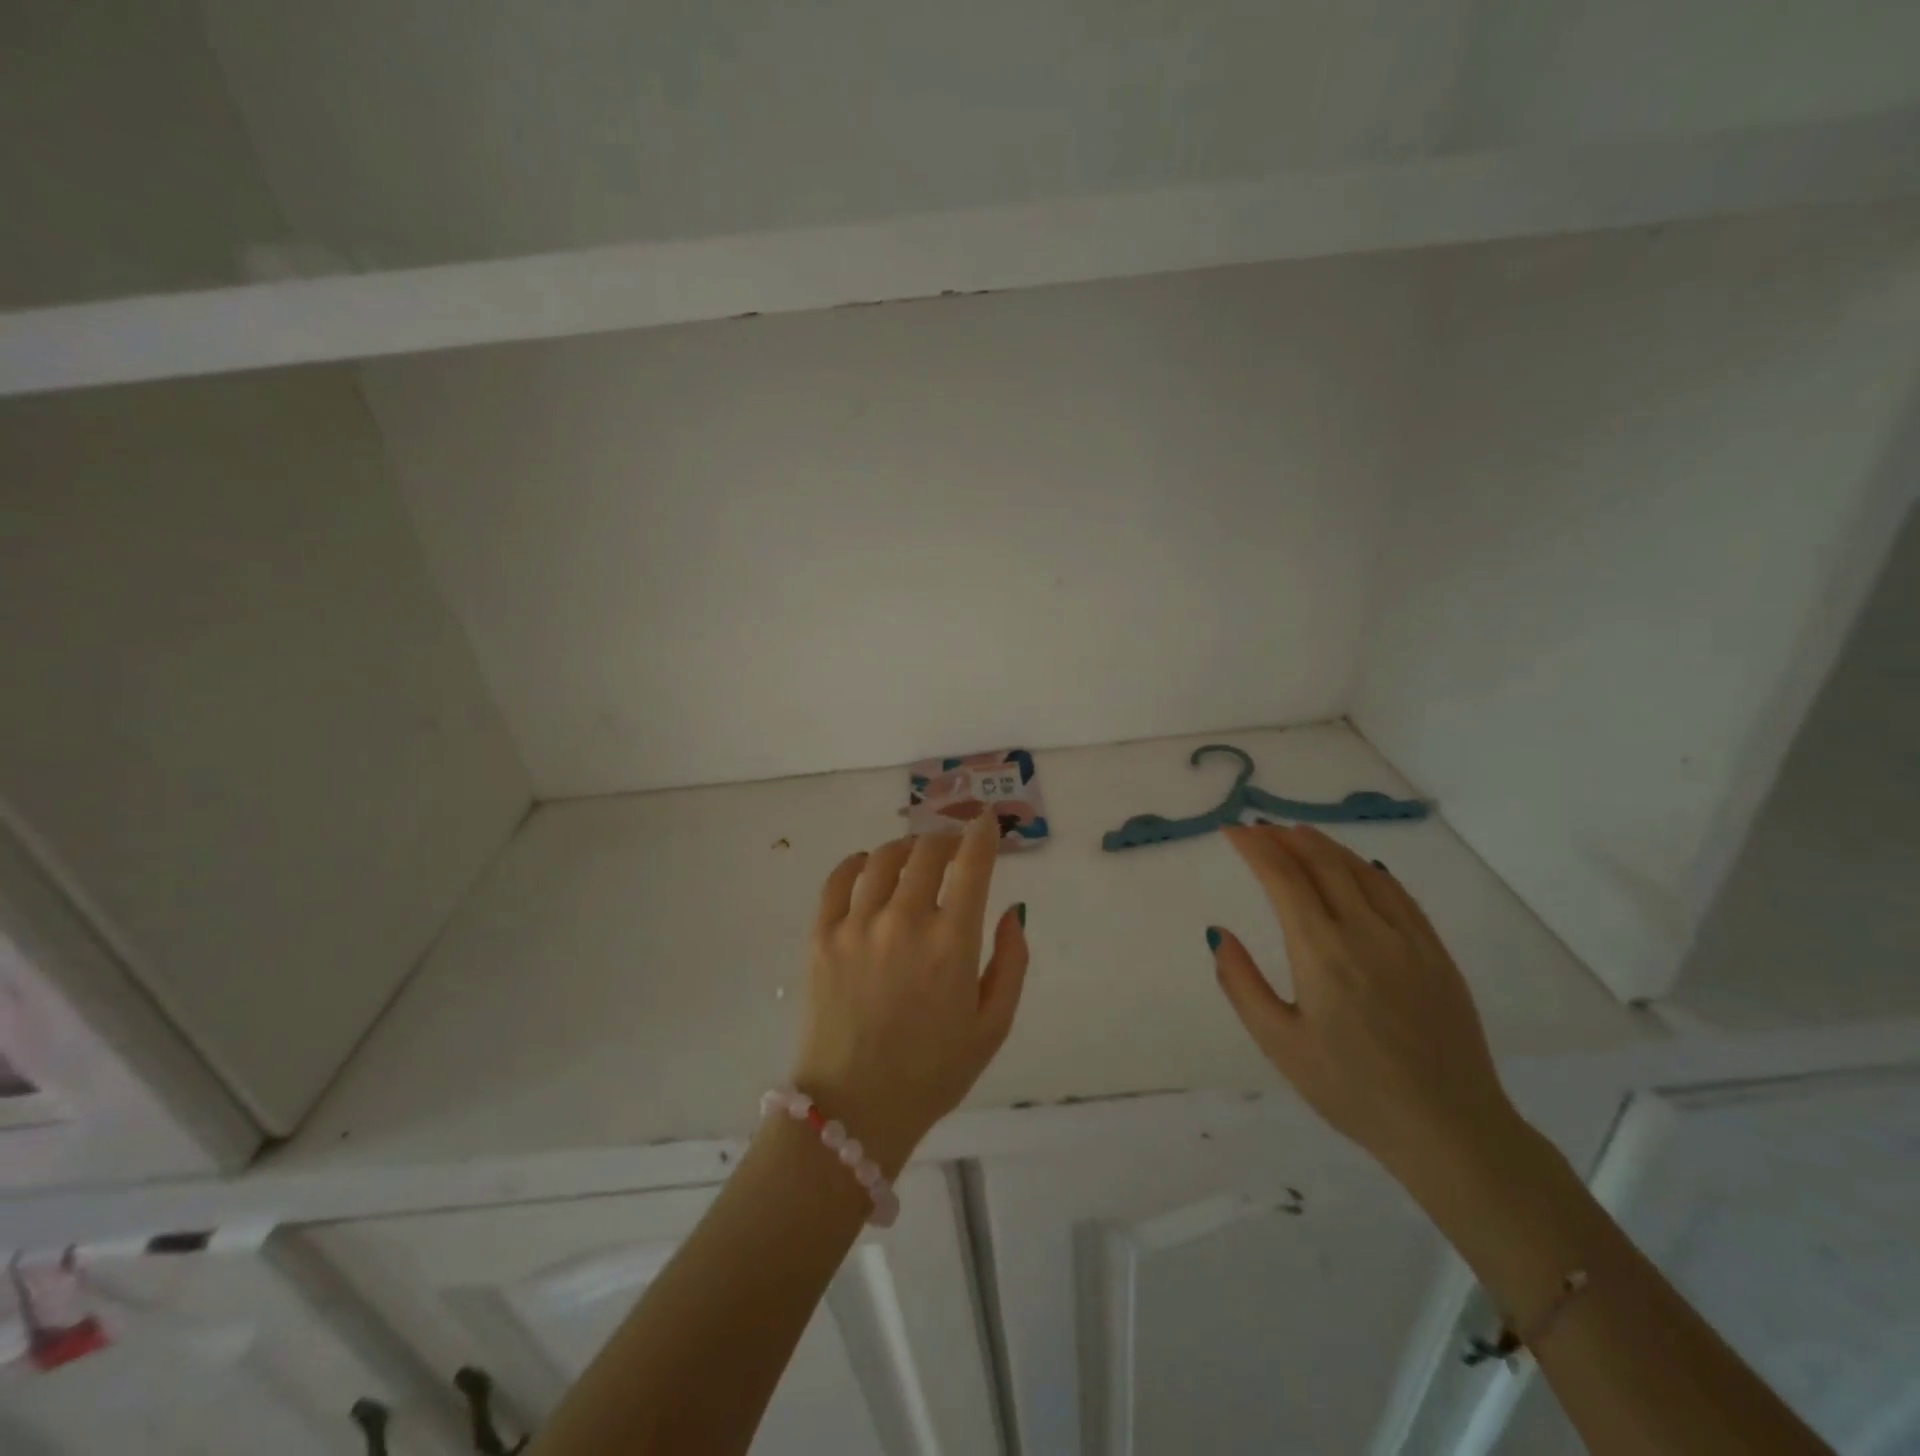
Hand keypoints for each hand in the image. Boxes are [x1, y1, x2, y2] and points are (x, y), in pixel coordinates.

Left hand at [792, 811, 1029, 1175]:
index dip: (982, 834)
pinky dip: (858, 862)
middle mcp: (904, 920)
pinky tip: (869, 867)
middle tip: (953, 847)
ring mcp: (857, 925)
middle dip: (947, 839)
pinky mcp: (821, 936)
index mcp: (951, 943)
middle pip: (927, 851)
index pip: (971, 864)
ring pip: (884, 857)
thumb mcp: (993, 1026)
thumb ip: (1011, 961)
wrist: (854, 1109)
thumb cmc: (933, 1072)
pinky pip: (839, 878)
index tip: (986, 822)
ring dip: (907, 847)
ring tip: (915, 856)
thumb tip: (1013, 909)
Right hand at [1208, 824, 1517, 1182]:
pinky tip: (1358, 866)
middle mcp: (1366, 932)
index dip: (1256, 848)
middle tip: (1259, 828)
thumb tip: (1219, 933)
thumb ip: (1242, 984)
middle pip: (1323, 863)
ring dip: (1325, 846)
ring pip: (1362, 871)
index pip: (1283, 878)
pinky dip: (1368, 868)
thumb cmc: (1351, 1090)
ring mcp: (1408, 940)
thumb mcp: (1279, 1044)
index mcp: (1322, 952)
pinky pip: (1399, 894)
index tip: (1233, 831)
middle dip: (1285, 838)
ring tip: (1298, 835)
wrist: (1449, 1129)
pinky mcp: (1436, 953)